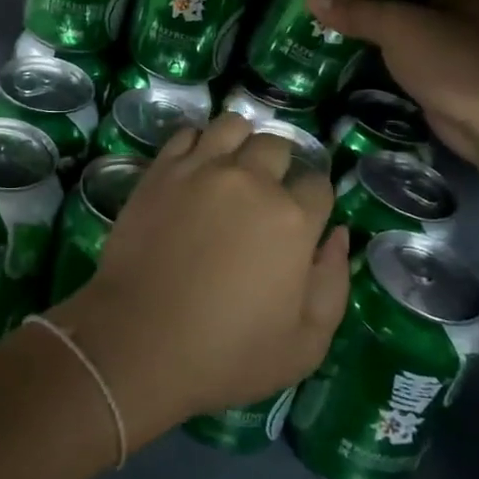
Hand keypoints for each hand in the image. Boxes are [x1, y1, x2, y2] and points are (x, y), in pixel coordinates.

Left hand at [48, 115, 348, 448]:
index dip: (314, 200)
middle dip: (279, 166)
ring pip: (233, 125)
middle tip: (265, 196)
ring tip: (233, 168)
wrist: (139, 340)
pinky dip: (198, 143)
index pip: (318, 183)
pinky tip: (197, 167)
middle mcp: (251, 180)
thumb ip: (333, 284)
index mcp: (293, 219)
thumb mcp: (305, 344)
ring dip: (241, 142)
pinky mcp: (162, 169)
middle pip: (277, 146)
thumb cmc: (227, 353)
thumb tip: (338, 235)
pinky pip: (187, 133)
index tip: (302, 219)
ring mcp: (202, 168)